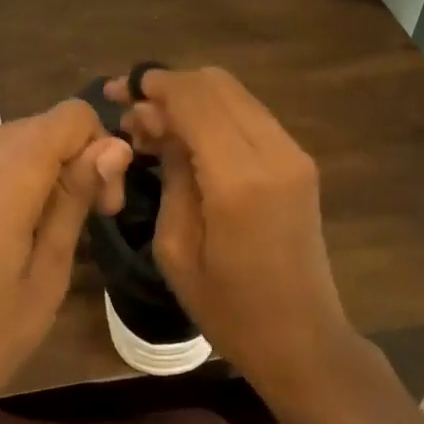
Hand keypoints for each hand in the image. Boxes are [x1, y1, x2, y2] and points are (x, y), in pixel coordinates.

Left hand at [0, 99, 130, 423]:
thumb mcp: (44, 278)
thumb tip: (113, 146)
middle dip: (70, 163)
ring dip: (32, 176)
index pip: (73, 116)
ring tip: (29, 243)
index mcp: (7, 169)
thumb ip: (75, 201)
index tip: (102, 209)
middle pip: (38, 128)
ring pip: (1, 147)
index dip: (100, 151)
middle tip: (74, 231)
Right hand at [104, 66, 356, 406]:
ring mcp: (293, 152)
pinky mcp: (300, 160)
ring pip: (234, 93)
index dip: (154, 85)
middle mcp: (273, 151)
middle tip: (134, 113)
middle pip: (216, 83)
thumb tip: (156, 122)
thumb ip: (170, 171)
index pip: (194, 98)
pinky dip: (215, 113)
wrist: (303, 340)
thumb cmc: (229, 309)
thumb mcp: (176, 248)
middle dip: (171, 86)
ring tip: (156, 127)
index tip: (119, 90)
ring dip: (193, 98)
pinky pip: (250, 114)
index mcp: (239, 178)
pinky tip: (189, 138)